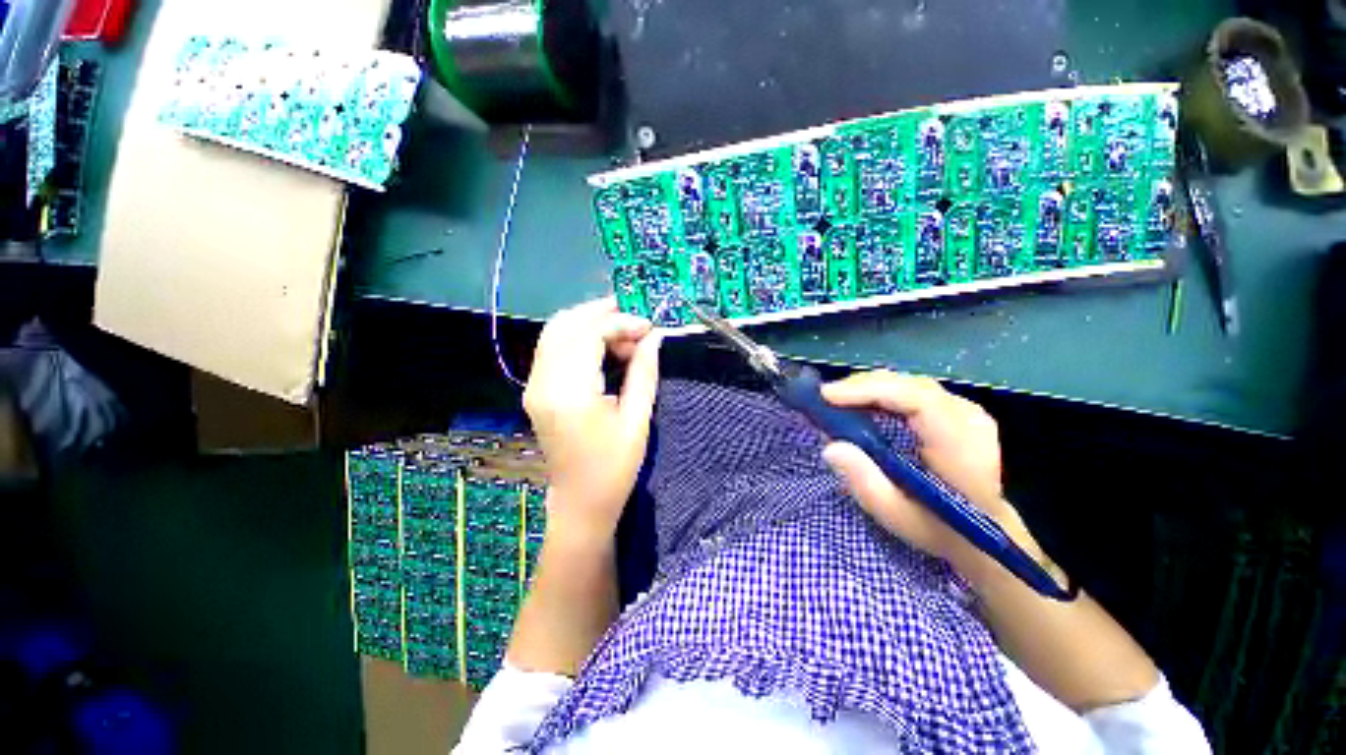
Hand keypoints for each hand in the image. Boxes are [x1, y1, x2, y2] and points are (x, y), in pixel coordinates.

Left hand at [523, 298, 661, 543]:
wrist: (580, 502)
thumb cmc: (614, 468)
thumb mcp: (637, 419)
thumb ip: (644, 372)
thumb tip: (654, 336)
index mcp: (569, 393)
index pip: (588, 335)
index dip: (620, 323)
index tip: (649, 328)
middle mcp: (543, 383)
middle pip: (565, 324)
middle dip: (602, 314)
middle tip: (636, 321)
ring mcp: (534, 386)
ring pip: (555, 332)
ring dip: (589, 324)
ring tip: (624, 334)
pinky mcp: (536, 390)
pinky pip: (553, 348)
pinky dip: (579, 338)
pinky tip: (604, 347)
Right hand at [820, 371, 1028, 568]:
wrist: (985, 533)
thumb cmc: (939, 528)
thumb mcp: (896, 516)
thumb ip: (864, 482)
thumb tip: (830, 446)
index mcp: (961, 446)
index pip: (917, 400)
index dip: (870, 391)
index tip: (828, 396)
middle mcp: (968, 418)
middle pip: (908, 385)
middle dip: (861, 387)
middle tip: (824, 399)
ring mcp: (966, 410)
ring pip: (908, 383)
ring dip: (868, 387)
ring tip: (836, 400)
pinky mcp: (957, 409)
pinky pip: (912, 390)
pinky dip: (882, 392)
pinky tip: (861, 402)